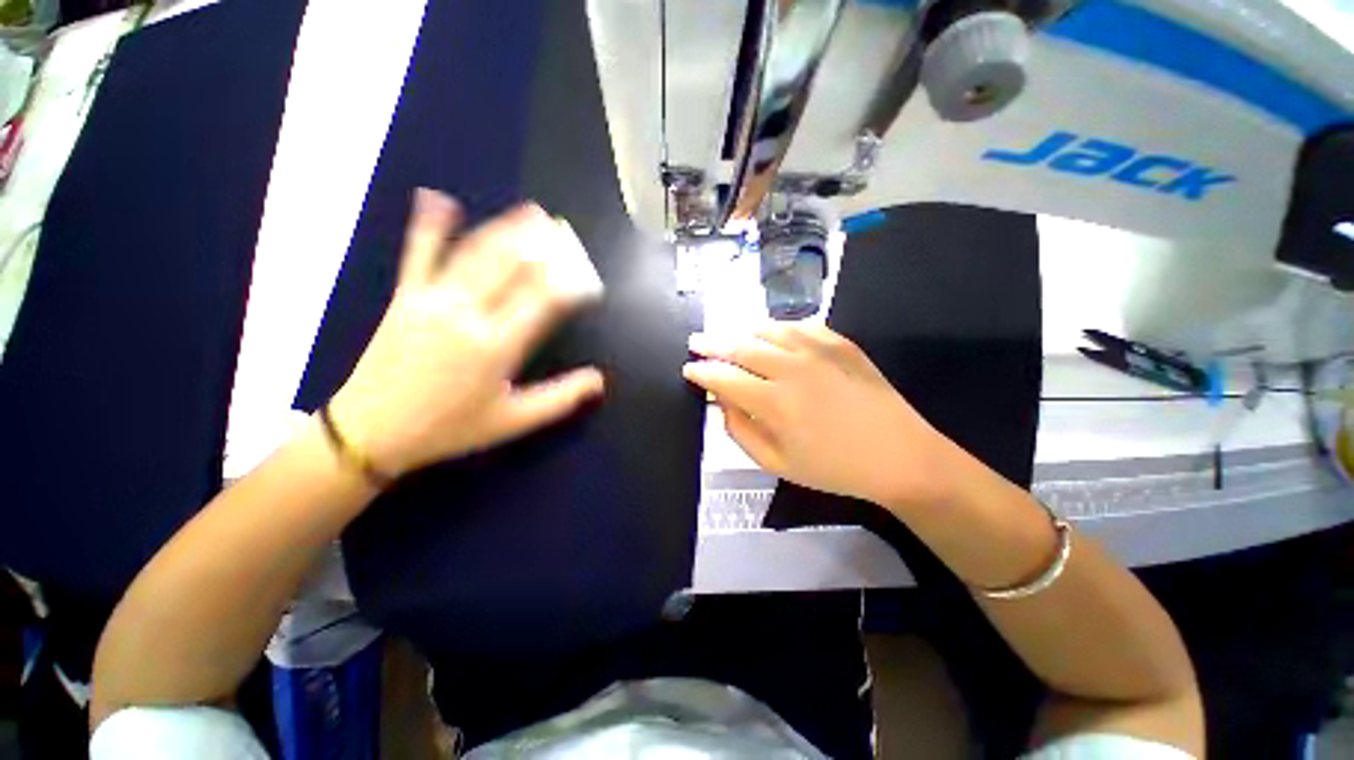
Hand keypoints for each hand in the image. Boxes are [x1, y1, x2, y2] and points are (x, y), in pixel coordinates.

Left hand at [328, 189, 605, 475]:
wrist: (370, 431)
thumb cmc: (449, 428)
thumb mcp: (513, 421)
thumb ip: (560, 398)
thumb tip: (599, 380)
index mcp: (497, 346)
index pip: (544, 302)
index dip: (570, 286)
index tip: (588, 279)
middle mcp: (467, 314)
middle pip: (513, 268)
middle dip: (544, 247)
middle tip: (566, 232)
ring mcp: (432, 300)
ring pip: (476, 254)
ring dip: (507, 229)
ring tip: (532, 212)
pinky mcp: (404, 297)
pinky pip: (419, 254)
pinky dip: (429, 225)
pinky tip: (438, 199)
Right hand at [683, 324, 961, 510]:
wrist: (899, 456)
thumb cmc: (833, 467)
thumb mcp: (776, 463)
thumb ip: (740, 430)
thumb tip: (721, 401)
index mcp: (773, 402)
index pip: (723, 377)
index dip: (701, 372)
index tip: (688, 368)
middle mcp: (791, 368)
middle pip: (740, 347)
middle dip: (712, 343)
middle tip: (696, 341)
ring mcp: (818, 350)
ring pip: (767, 330)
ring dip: (742, 332)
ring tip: (730, 337)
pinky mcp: (840, 342)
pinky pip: (799, 325)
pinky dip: (778, 328)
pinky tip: (771, 335)